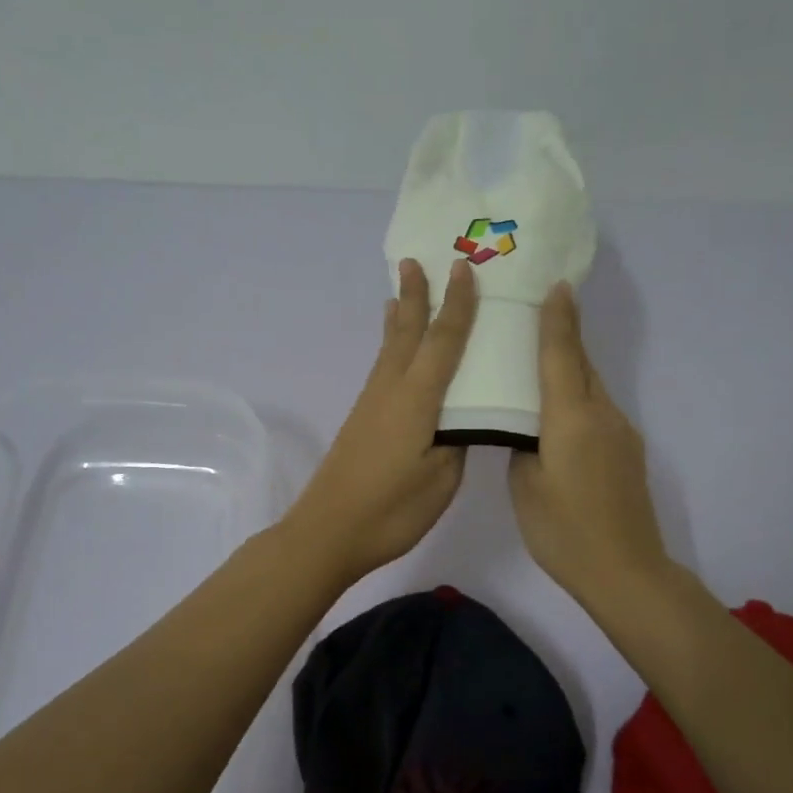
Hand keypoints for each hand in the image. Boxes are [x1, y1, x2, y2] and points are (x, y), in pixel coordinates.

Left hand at [282, 258, 479, 582]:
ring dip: (399, 317)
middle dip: (415, 296)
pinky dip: (390, 347)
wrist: (328, 532)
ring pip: (390, 349)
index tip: (464, 269)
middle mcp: (391, 390)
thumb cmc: (391, 509)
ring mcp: (372, 404)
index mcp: (417, 399)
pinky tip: (391, 352)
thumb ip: (456, 442)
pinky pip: (382, 368)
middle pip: (407, 333)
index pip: (443, 342)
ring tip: (399, 292)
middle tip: (415, 260)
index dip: (457, 305)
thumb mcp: (441, 479)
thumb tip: (462, 419)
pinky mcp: (362, 421)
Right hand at [509, 282, 670, 602]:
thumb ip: (523, 445)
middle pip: (581, 364)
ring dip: (569, 368)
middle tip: (536, 312)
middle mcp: (602, 415)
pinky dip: (578, 398)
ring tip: (538, 361)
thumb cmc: (563, 531)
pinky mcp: (628, 451)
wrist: (626, 571)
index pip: (561, 356)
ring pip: (591, 387)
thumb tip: (527, 428)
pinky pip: (598, 410)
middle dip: (563, 335)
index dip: (557, 319)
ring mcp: (621, 432)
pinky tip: (559, 413)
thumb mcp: (525, 486)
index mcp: (571, 419)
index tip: (556, 285)